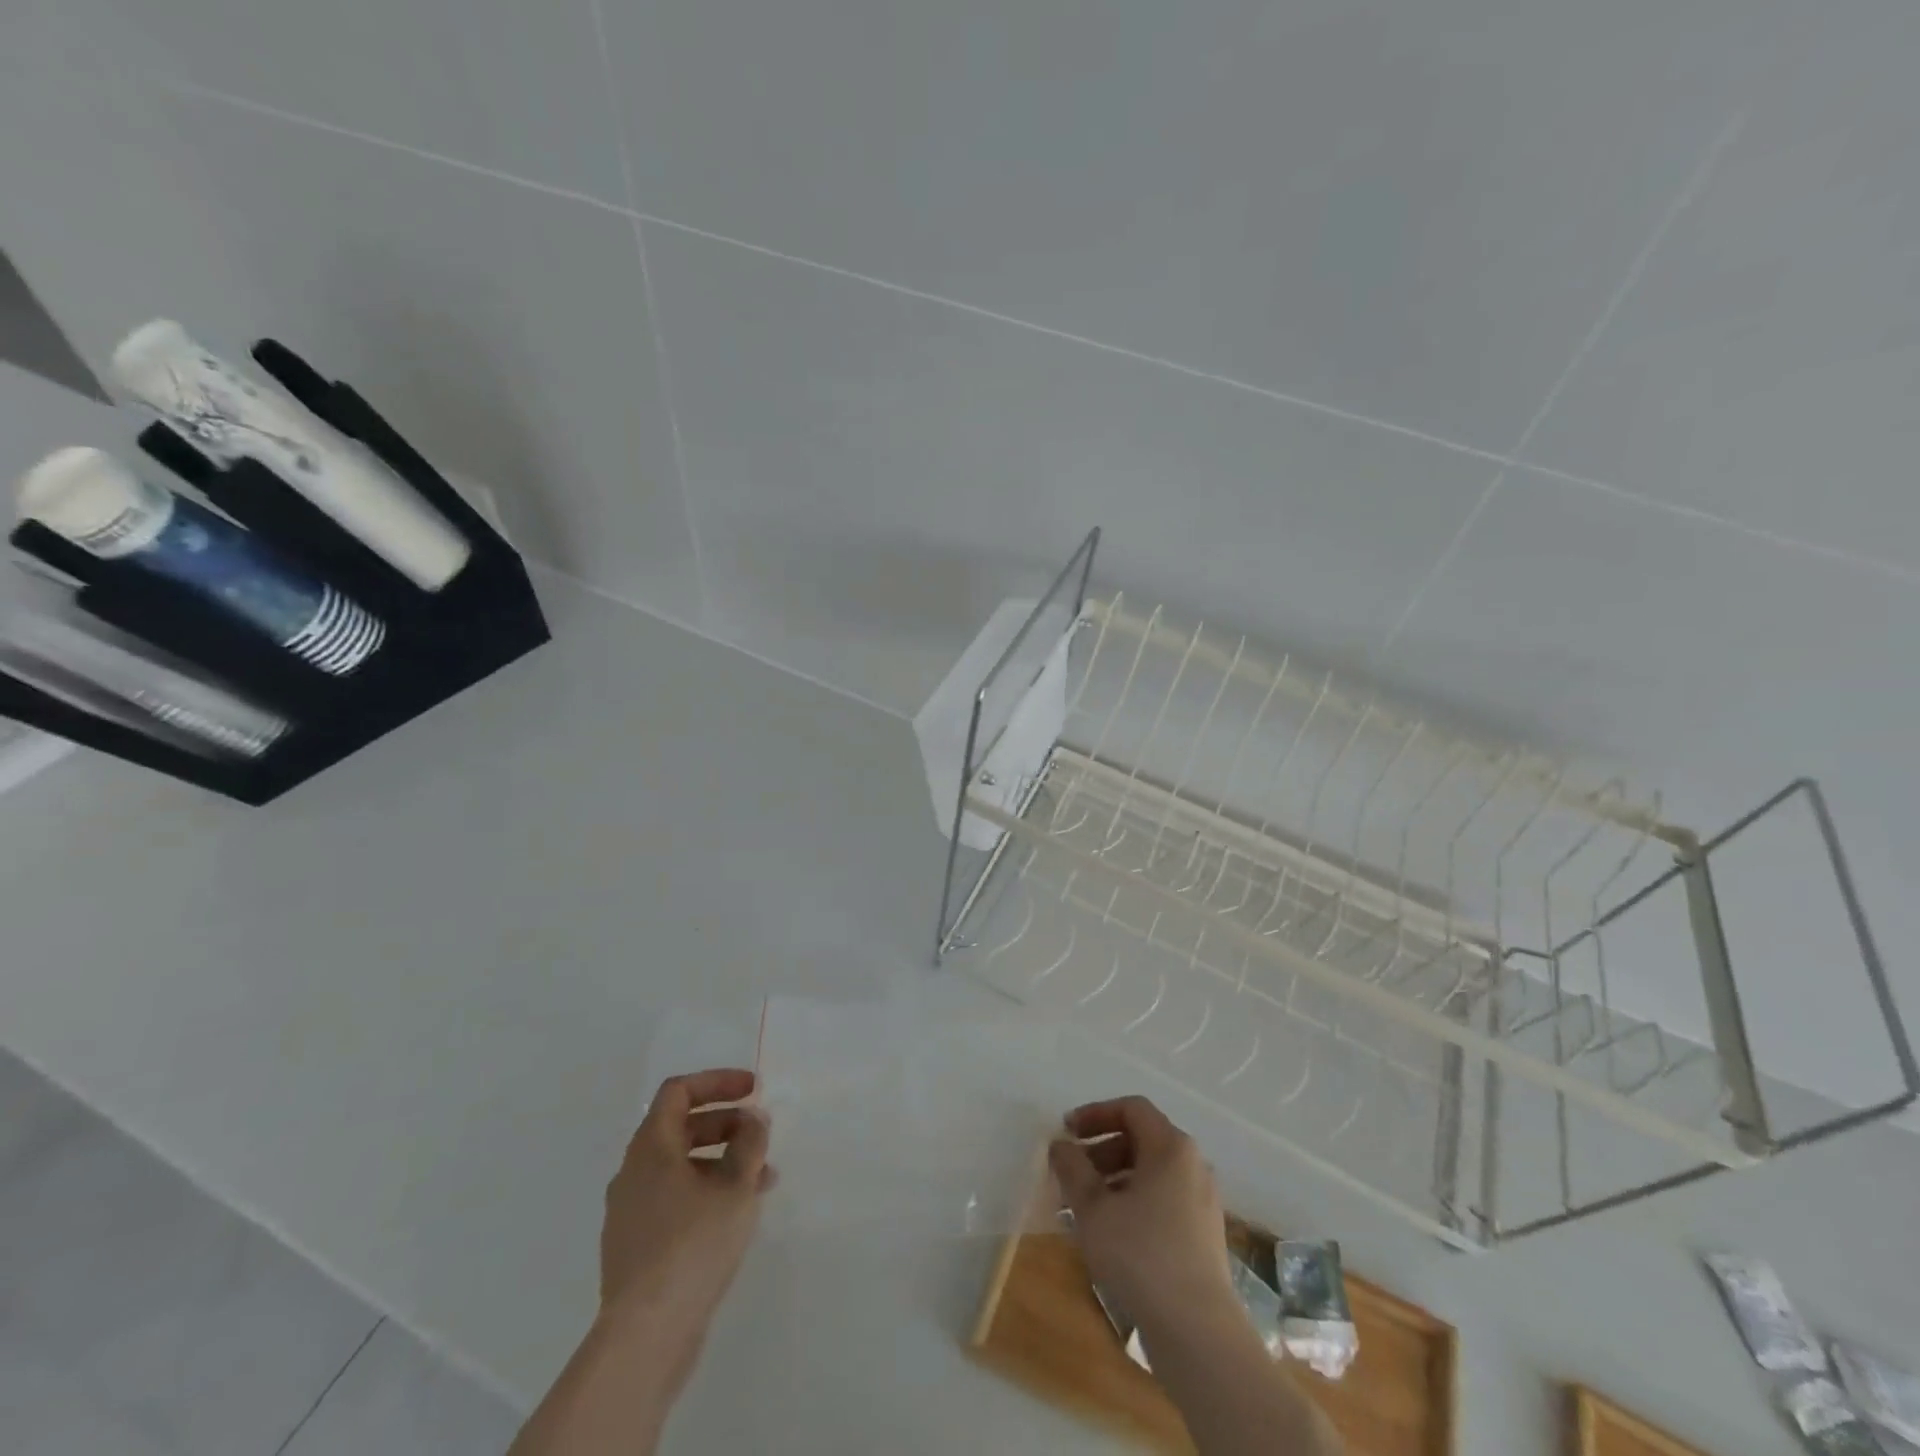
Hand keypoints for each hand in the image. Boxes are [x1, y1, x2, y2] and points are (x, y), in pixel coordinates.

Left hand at [599, 1069, 773, 1346]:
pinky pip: (674, 1199)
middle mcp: (633, 1172)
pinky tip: (736, 1214)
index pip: (679, 1091)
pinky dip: (706, 1191)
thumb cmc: (693, 1245)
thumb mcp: (736, 1185)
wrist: (646, 1335)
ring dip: (722, 1161)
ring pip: (680, 1167)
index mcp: (650, 1148)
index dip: (718, 1082)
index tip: (753, 1090)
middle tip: (760, 1134)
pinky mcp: (636, 1245)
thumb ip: (750, 1143)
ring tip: (762, 1180)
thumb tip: (753, 1118)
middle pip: (681, 1127)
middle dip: (725, 1123)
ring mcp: (630, 1211)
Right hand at [1049, 1096, 1234, 1339]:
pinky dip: (1134, 1203)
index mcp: (1171, 1147)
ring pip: (1152, 1174)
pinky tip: (1112, 1235)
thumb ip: (1072, 1168)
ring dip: (1114, 1180)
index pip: (1131, 1109)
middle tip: (1071, 1174)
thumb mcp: (1093, 1208)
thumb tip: (1061, 1145)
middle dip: (1102, 1151)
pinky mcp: (1205, 1235)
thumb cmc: (1141, 1256)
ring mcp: (1203, 1201)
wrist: (1198, 1333)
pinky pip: (1164, 1201)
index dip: (1095, 1113)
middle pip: (1142, 1140)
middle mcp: (1193, 1165)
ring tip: (1084, 1209)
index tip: (1067, 1131)